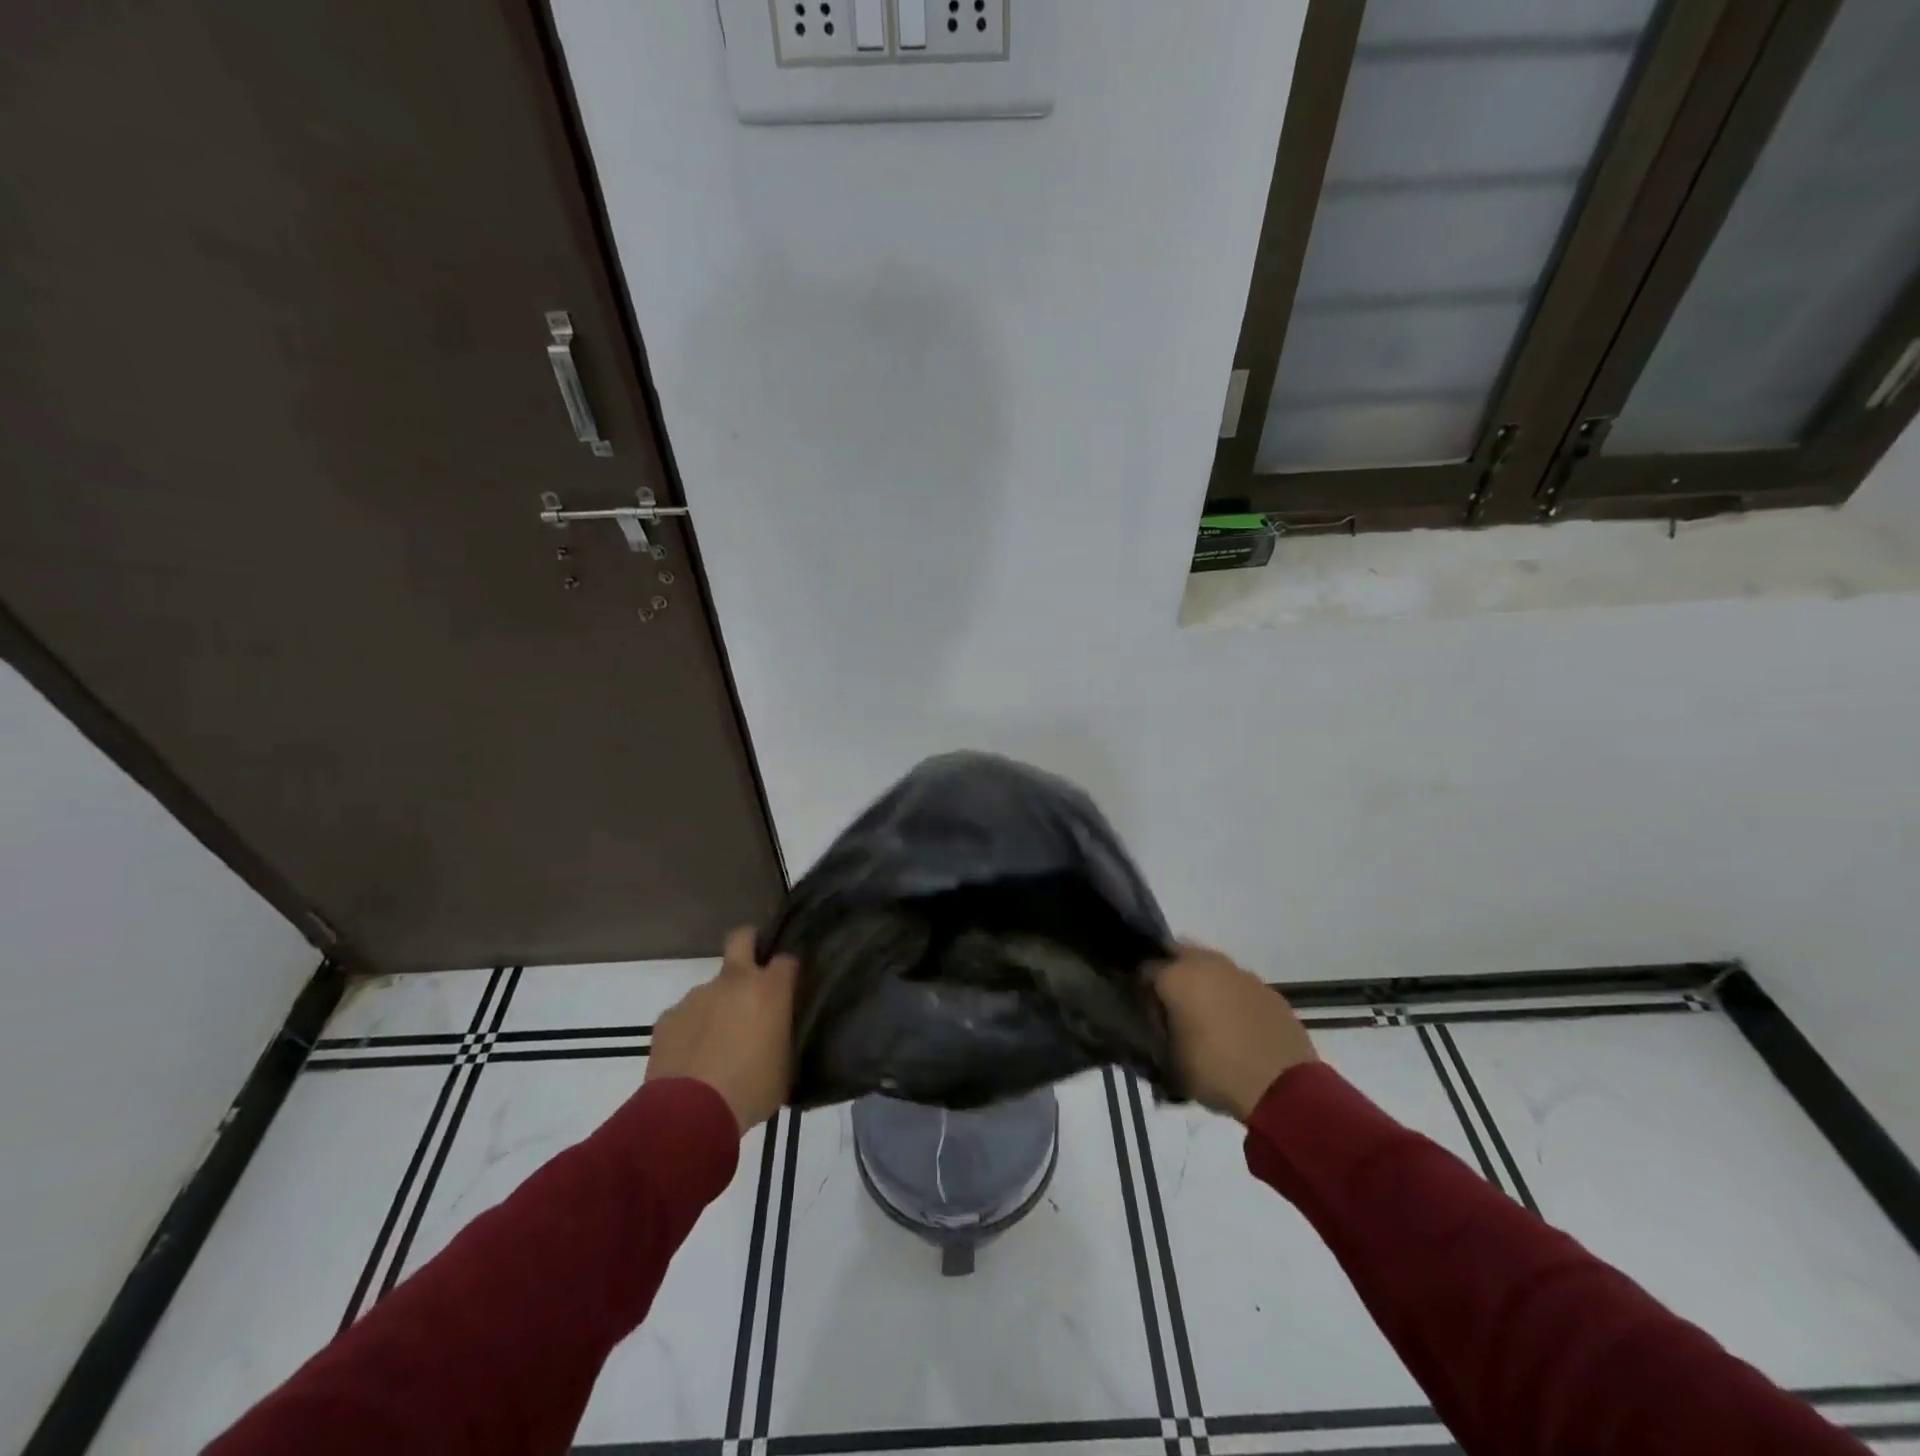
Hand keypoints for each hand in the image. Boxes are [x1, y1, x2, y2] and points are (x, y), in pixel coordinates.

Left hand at [645, 928, 797, 1134]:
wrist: (688, 1115)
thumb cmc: (750, 1091)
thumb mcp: (785, 1066)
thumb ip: (783, 1036)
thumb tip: (777, 1031)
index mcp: (769, 990)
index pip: (787, 959)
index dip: (788, 971)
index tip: (789, 987)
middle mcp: (733, 982)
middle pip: (742, 938)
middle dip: (750, 943)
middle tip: (753, 973)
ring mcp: (697, 996)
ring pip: (711, 988)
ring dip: (717, 1005)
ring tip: (716, 1043)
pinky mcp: (667, 1017)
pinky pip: (686, 1015)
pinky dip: (691, 1029)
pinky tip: (691, 1058)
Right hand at [1151, 943, 1317, 1121]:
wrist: (1282, 1088)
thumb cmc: (1215, 1071)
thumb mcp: (1169, 1062)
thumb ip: (1155, 1036)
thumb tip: (1153, 1027)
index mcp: (1176, 976)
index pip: (1144, 968)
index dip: (1141, 988)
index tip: (1143, 1009)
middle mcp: (1206, 964)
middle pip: (1178, 955)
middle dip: (1171, 974)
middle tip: (1170, 1006)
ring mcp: (1241, 974)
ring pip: (1211, 966)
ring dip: (1203, 983)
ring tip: (1204, 1016)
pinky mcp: (1267, 990)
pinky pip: (1238, 985)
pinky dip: (1231, 997)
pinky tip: (1235, 1025)